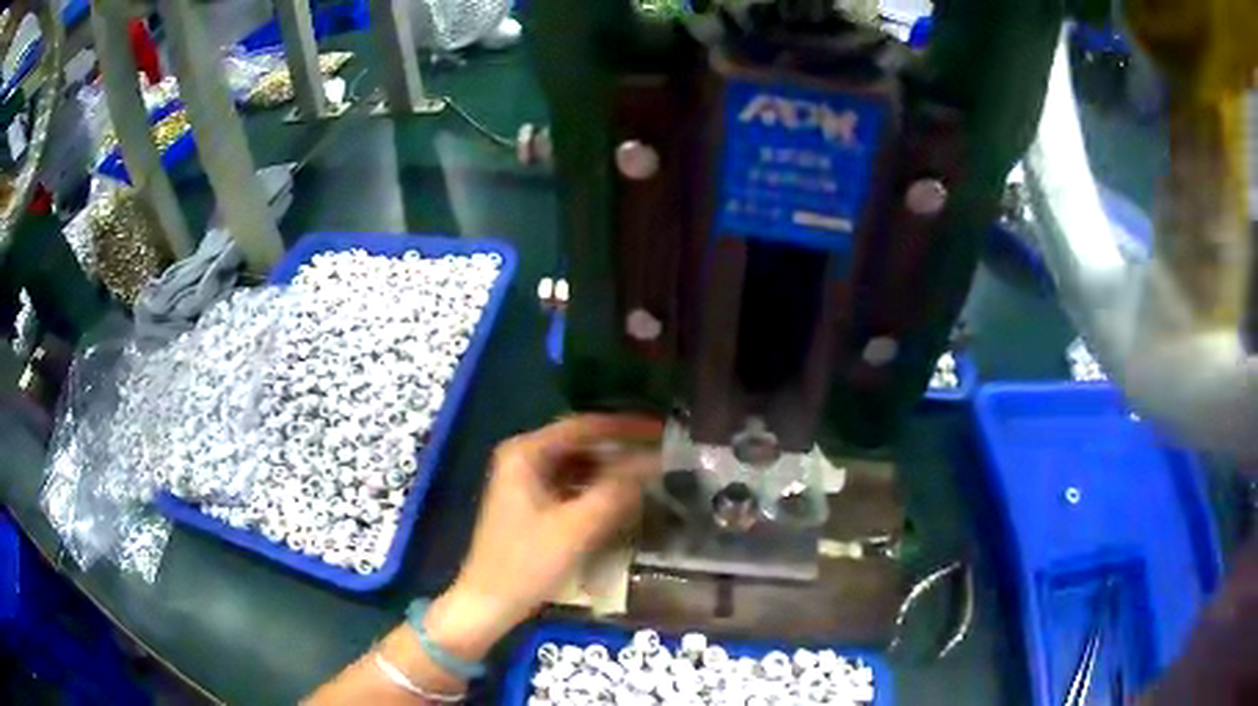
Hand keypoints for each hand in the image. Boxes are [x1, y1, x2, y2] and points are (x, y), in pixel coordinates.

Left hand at [425, 414, 662, 660]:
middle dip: (621, 449)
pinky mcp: (532, 503)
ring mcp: (526, 480)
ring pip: (579, 465)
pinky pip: (572, 485)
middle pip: (582, 443)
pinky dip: (597, 488)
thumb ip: (617, 490)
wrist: (488, 602)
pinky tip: (623, 498)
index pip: (584, 426)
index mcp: (525, 452)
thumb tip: (655, 460)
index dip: (626, 427)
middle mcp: (523, 457)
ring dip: (612, 470)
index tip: (662, 431)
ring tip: (651, 475)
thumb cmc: (527, 563)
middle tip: (663, 454)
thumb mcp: (576, 528)